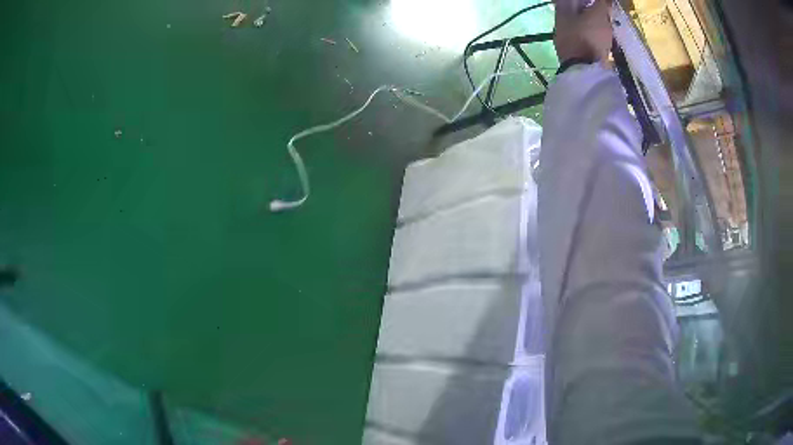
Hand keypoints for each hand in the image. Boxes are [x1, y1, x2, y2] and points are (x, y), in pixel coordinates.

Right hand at [554, 0, 613, 63]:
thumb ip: (566, 4)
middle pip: (604, 12)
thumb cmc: (572, 38)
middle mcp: (608, 24)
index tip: (587, 3)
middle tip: (582, 11)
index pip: (604, 1)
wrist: (582, 69)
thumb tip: (569, 1)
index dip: (596, 1)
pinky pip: (602, 35)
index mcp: (599, 12)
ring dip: (595, 22)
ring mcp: (609, 38)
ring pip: (603, 24)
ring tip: (582, 23)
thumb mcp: (562, 17)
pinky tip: (586, 35)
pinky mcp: (608, 50)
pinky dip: (595, 32)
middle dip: (595, 10)